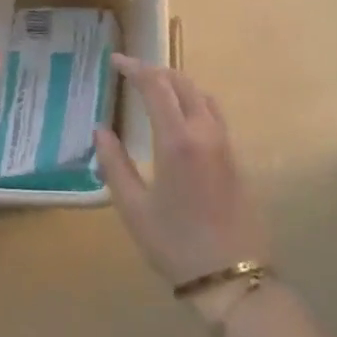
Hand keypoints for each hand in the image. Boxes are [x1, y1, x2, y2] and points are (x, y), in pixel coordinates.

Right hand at [94, 55, 266, 288]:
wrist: (231, 276)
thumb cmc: (174, 243)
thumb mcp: (133, 207)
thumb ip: (114, 164)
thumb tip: (101, 130)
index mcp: (177, 140)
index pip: (156, 86)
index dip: (134, 68)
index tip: (114, 60)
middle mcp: (205, 133)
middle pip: (183, 84)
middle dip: (156, 71)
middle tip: (130, 71)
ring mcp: (225, 144)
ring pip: (202, 97)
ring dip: (177, 85)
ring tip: (153, 89)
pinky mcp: (235, 158)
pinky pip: (213, 114)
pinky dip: (192, 102)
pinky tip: (178, 117)